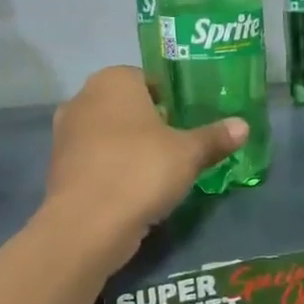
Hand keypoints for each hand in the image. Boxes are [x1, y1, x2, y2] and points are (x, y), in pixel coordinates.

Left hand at [44, 66, 247, 263]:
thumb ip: (215, 137)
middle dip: (150, 123)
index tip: (188, 122)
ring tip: (159, 171)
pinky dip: (113, 169)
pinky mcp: (59, 166)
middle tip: (179, 146)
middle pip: (127, 106)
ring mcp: (66, 133)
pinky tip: (134, 189)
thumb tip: (244, 126)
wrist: (87, 225)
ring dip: (130, 147)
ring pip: (109, 133)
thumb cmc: (141, 170)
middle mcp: (84, 97)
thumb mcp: (189, 153)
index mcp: (113, 80)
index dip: (171, 100)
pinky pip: (96, 159)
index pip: (149, 79)